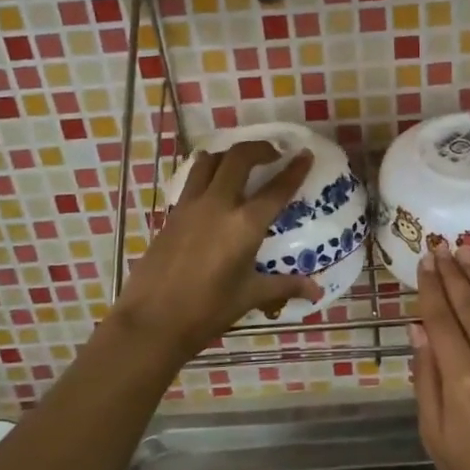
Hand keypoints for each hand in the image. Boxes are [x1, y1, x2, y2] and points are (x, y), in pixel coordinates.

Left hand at [114, 142, 323, 356]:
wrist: (152, 321)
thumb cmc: (207, 311)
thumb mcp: (250, 296)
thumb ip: (285, 286)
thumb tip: (317, 291)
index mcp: (244, 225)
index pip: (276, 189)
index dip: (294, 169)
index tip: (305, 154)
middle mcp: (218, 205)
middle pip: (239, 158)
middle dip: (259, 149)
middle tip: (273, 154)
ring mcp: (190, 206)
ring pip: (209, 161)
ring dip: (228, 155)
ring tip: (240, 164)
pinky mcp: (172, 214)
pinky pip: (191, 180)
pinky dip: (206, 173)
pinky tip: (212, 186)